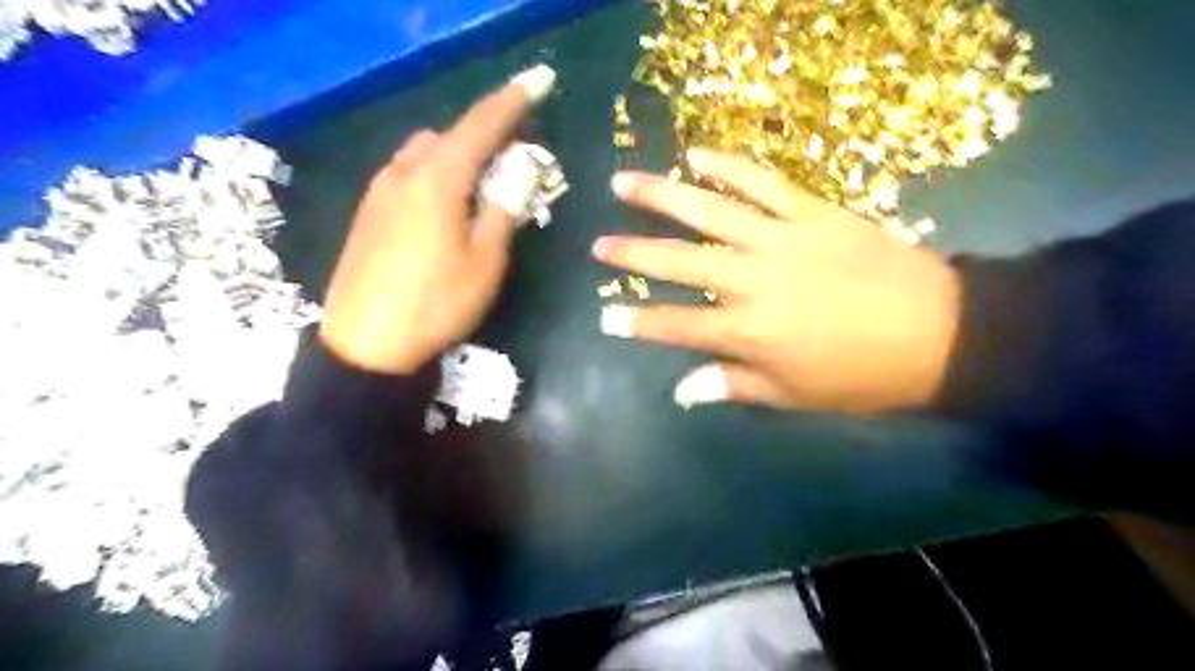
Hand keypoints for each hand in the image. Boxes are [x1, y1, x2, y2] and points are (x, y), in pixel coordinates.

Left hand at [321, 65, 557, 374]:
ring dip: (453, 159)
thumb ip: (503, 209)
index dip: (512, 102)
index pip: (480, 126)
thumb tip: (520, 170)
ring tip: (476, 192)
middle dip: (481, 138)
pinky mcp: (366, 215)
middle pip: (448, 137)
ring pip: (422, 155)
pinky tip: (440, 212)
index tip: (538, 82)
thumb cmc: (437, 303)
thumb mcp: (485, 262)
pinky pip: (404, 177)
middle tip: (509, 164)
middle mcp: (402, 174)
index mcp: (437, 181)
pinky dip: (430, 178)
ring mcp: (377, 193)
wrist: (366, 345)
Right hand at [594, 148, 959, 414]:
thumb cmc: (861, 375)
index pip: (677, 325)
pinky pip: (763, 182)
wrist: (940, 332)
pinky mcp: (812, 211)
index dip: (638, 322)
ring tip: (623, 183)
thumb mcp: (794, 395)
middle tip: (599, 245)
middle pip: (679, 262)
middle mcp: (753, 280)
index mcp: (750, 331)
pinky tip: (698, 154)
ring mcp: (781, 239)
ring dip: (661, 196)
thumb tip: (683, 391)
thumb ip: (733, 385)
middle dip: (633, 254)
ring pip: (709, 211)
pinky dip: (729, 165)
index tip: (605, 316)